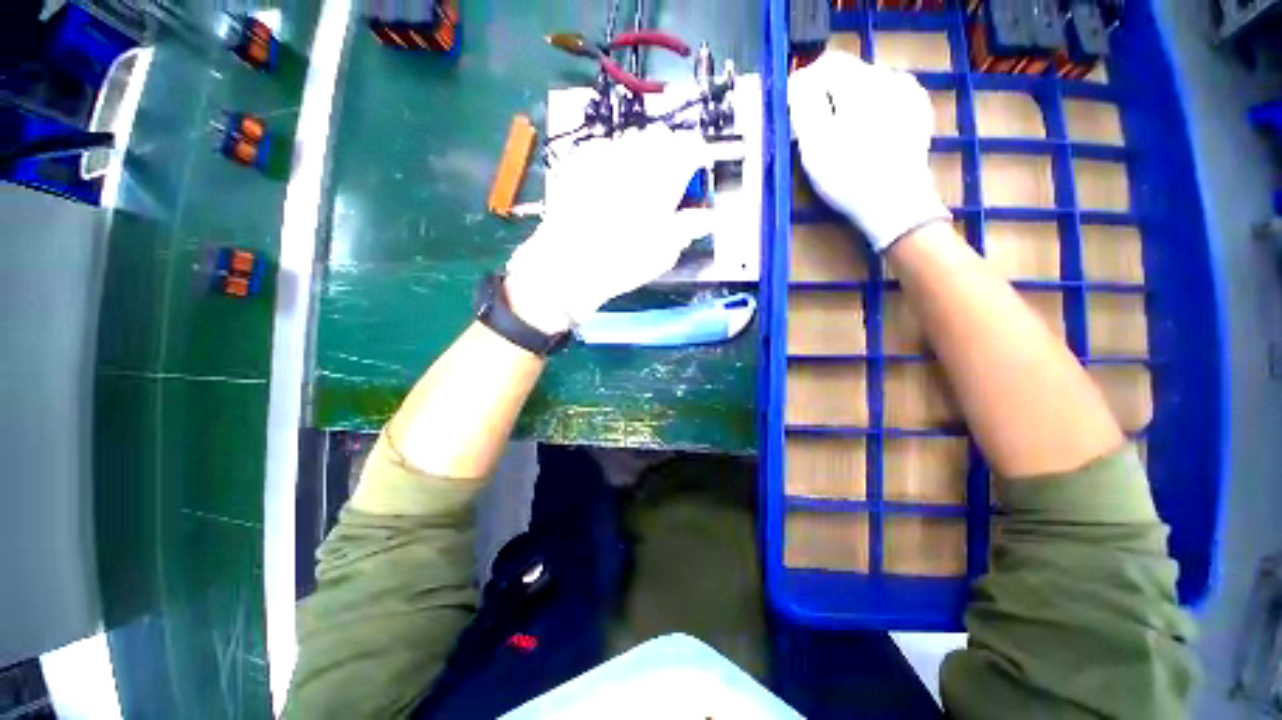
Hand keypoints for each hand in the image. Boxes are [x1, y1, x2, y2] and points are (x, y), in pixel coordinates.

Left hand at [505, 125, 711, 333]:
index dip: (697, 157)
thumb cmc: (625, 261)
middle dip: (668, 153)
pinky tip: (605, 183)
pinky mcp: (578, 160)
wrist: (570, 263)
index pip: (691, 147)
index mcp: (666, 175)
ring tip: (634, 182)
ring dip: (639, 154)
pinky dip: (611, 159)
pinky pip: (602, 148)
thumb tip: (706, 217)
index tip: (695, 173)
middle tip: (664, 181)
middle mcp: (637, 155)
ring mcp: (604, 154)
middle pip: (661, 136)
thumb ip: (688, 227)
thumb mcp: (666, 251)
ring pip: (631, 139)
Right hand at [788, 51, 950, 251]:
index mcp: (860, 83)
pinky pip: (888, 98)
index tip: (793, 111)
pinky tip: (865, 133)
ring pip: (868, 85)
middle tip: (812, 128)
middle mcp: (888, 77)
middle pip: (848, 73)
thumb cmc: (847, 176)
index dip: (805, 83)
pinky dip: (871, 109)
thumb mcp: (814, 143)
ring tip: (838, 134)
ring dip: (848, 102)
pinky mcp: (918, 112)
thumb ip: (803, 106)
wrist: (895, 203)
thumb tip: (799, 83)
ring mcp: (908, 94)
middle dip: (826, 95)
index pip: (827, 64)